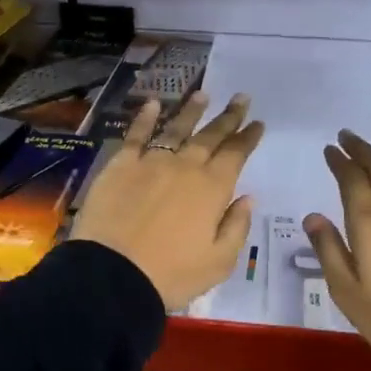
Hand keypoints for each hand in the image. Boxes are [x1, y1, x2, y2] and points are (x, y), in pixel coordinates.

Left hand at [72, 92, 264, 310]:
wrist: (112, 275)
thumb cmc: (171, 275)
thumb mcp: (219, 262)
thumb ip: (236, 227)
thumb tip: (248, 198)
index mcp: (212, 190)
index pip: (236, 155)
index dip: (248, 137)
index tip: (258, 122)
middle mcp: (185, 167)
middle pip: (210, 136)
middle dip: (228, 117)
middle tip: (241, 98)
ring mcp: (150, 162)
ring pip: (176, 129)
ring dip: (192, 111)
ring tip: (204, 95)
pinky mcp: (119, 166)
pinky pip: (135, 135)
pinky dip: (144, 117)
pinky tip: (152, 104)